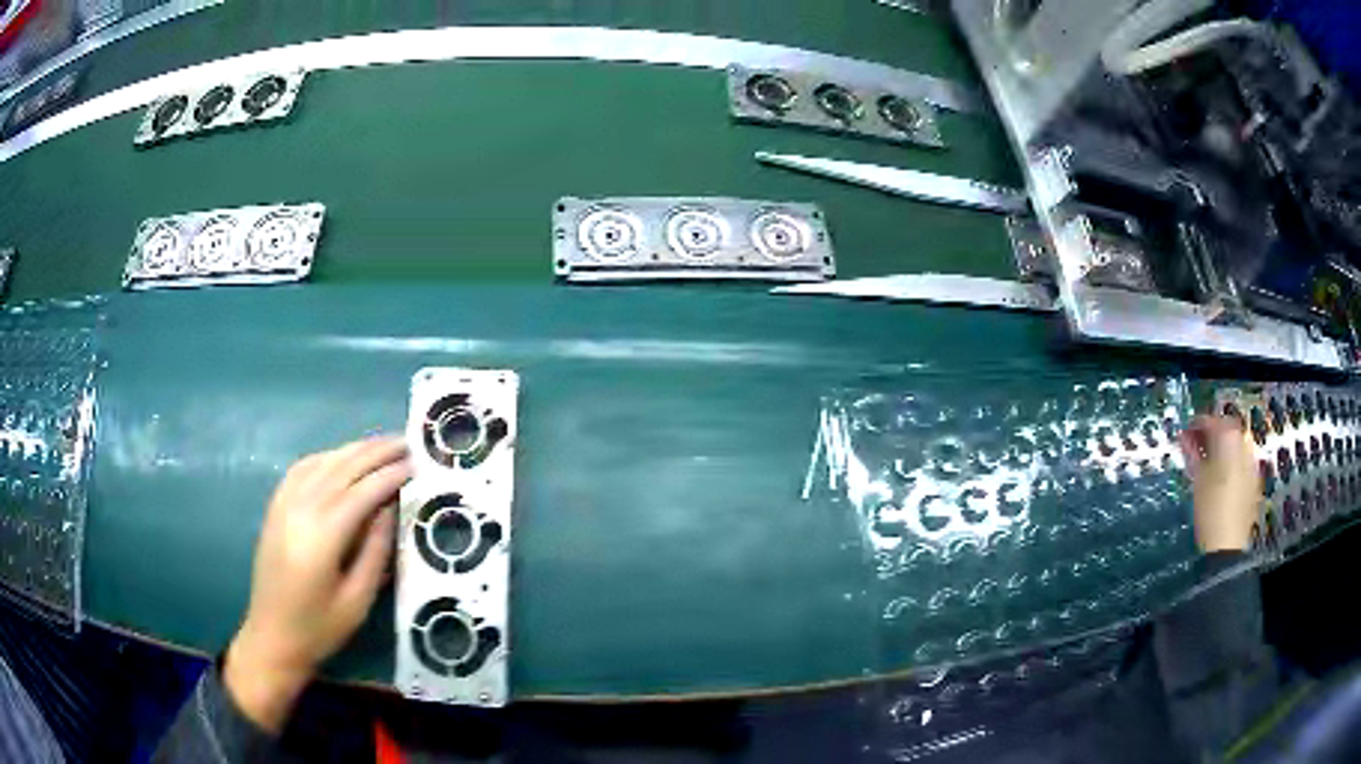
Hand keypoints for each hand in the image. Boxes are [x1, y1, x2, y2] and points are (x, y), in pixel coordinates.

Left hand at [224, 437, 409, 733]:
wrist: (271, 636)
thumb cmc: (319, 628)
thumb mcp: (357, 600)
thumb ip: (375, 551)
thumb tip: (390, 507)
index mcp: (322, 536)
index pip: (362, 492)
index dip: (390, 475)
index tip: (417, 464)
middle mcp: (300, 510)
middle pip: (342, 468)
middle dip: (376, 453)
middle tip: (406, 443)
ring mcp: (283, 505)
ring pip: (322, 463)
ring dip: (353, 450)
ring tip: (381, 445)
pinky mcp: (275, 508)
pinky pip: (301, 469)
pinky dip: (326, 456)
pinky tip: (341, 456)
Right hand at [1178, 414, 1260, 552]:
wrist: (1227, 546)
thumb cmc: (1210, 510)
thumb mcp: (1197, 480)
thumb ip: (1193, 453)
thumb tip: (1186, 436)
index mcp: (1231, 440)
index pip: (1214, 421)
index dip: (1199, 423)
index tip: (1187, 431)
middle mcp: (1245, 445)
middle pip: (1228, 430)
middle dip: (1212, 435)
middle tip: (1196, 445)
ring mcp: (1252, 463)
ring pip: (1236, 446)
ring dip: (1221, 448)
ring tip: (1207, 462)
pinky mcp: (1253, 481)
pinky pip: (1241, 461)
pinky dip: (1230, 461)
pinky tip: (1220, 476)